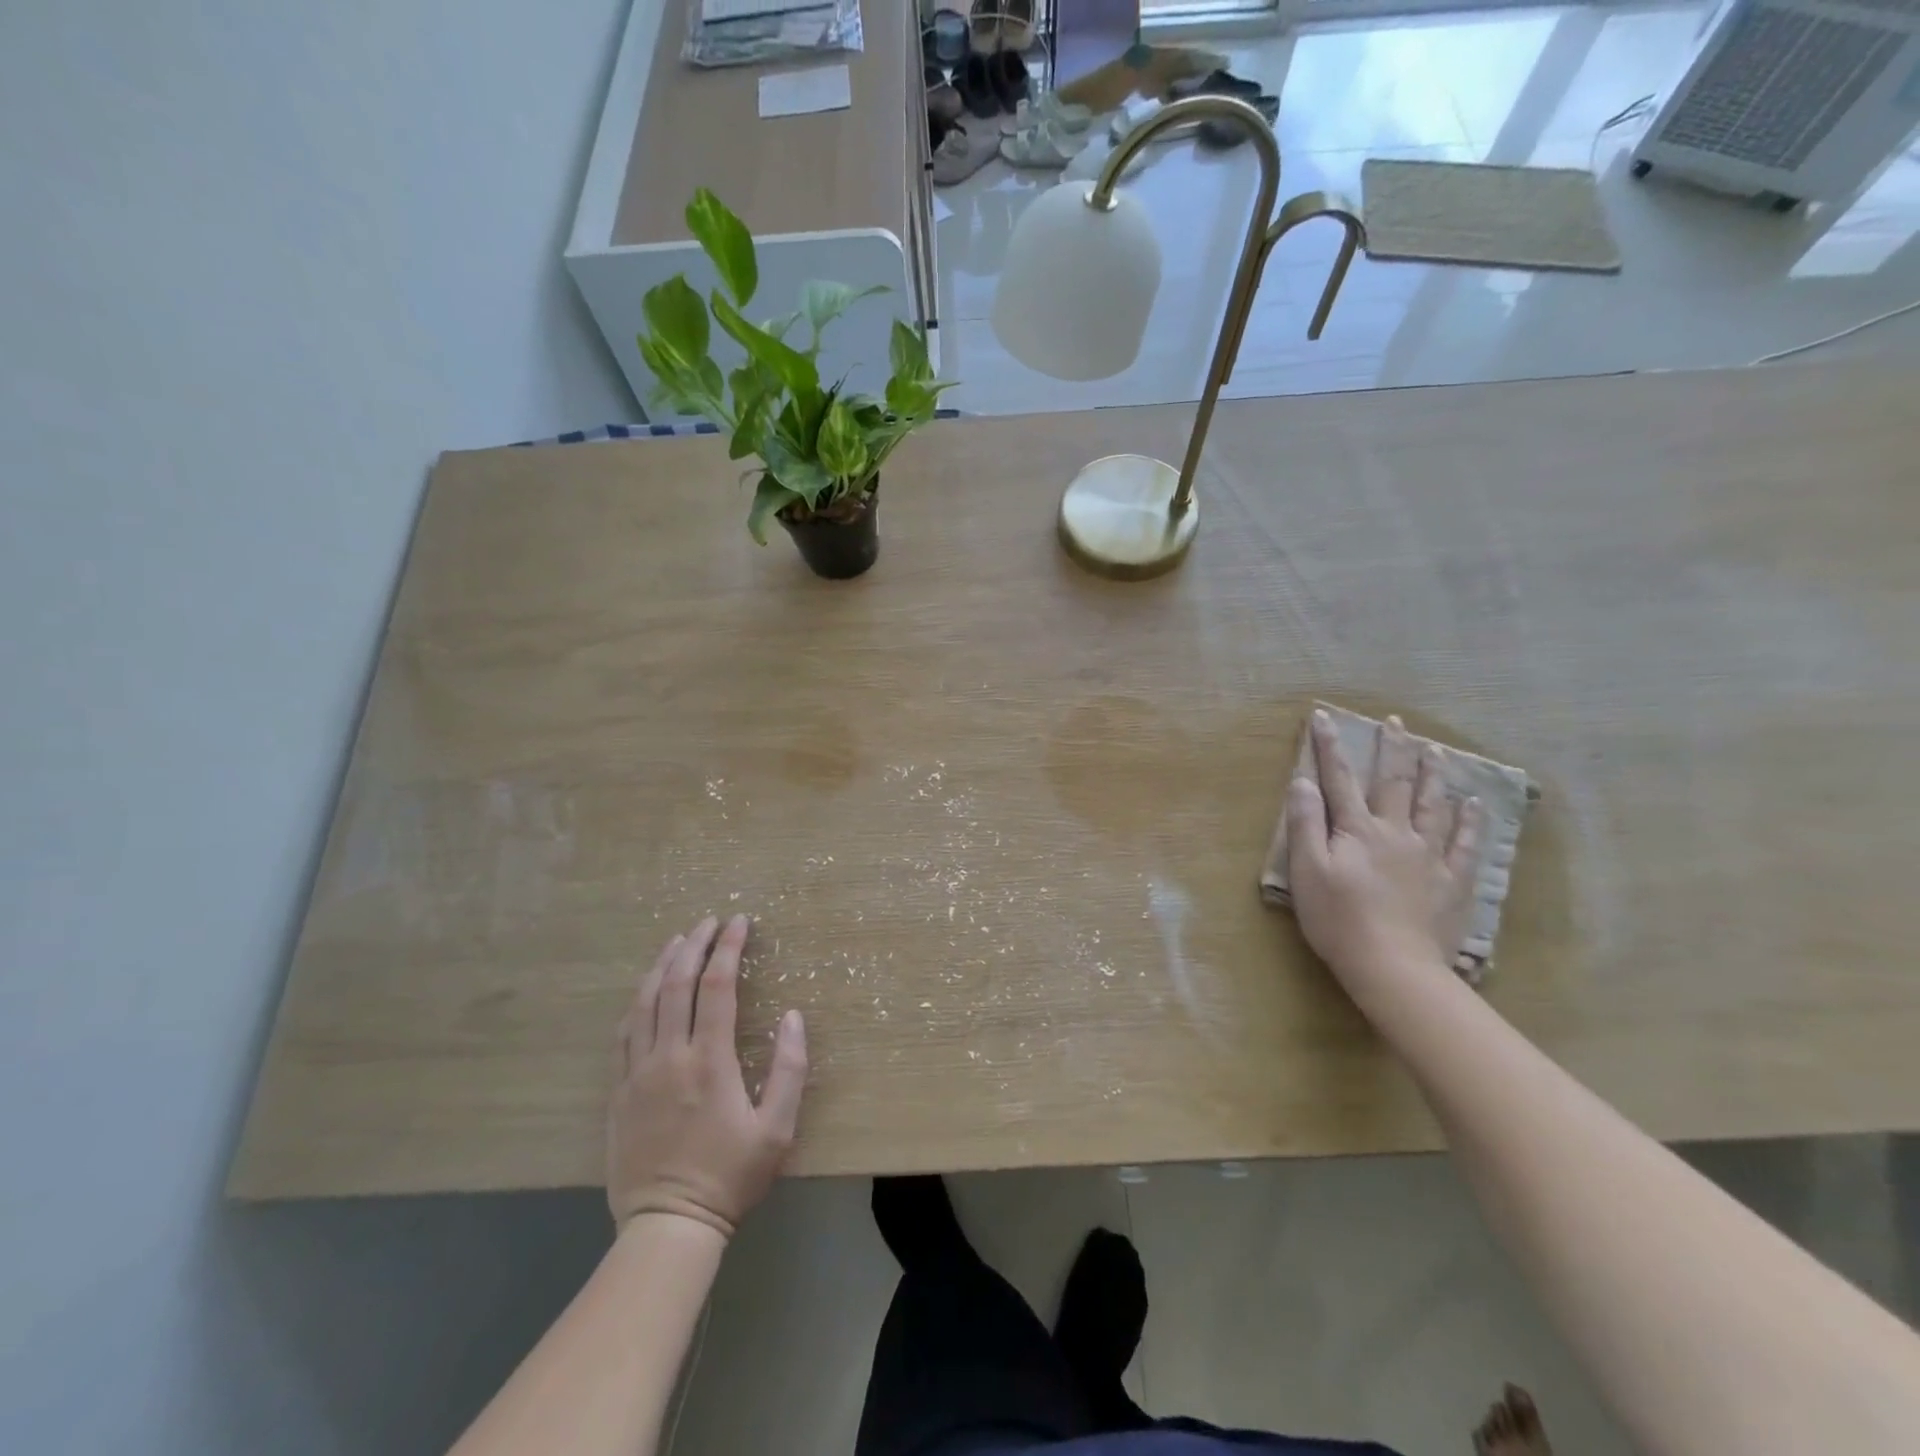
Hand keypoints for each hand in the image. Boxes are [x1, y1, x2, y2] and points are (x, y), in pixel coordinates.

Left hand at [607, 914, 807, 1238]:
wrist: (668, 1226)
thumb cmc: (730, 1176)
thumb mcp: (777, 1129)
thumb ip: (789, 1069)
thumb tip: (794, 1016)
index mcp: (709, 1061)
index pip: (718, 987)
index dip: (729, 948)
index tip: (739, 922)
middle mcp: (669, 1056)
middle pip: (677, 984)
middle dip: (695, 945)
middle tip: (711, 921)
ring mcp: (637, 1073)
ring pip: (645, 1002)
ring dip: (662, 965)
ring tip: (678, 940)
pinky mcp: (618, 1091)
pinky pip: (623, 1032)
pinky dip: (637, 1001)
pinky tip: (646, 990)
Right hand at [1286, 709, 1481, 993]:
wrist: (1393, 966)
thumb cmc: (1338, 919)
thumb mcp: (1306, 871)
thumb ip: (1305, 824)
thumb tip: (1302, 782)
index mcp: (1357, 830)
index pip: (1339, 779)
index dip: (1329, 747)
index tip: (1323, 717)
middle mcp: (1396, 833)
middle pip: (1394, 783)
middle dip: (1392, 749)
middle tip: (1395, 721)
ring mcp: (1428, 857)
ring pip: (1433, 806)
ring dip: (1432, 775)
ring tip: (1436, 750)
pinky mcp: (1450, 883)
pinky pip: (1464, 844)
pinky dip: (1469, 822)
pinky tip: (1472, 805)